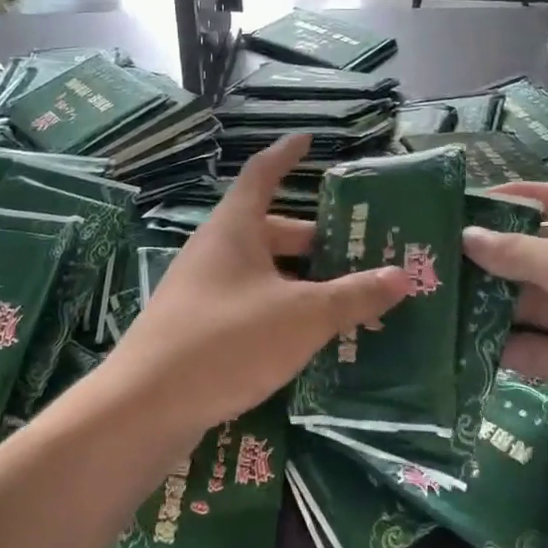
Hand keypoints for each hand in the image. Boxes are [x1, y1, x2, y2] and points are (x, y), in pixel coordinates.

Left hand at [113, 134, 410, 431]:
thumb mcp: (302, 316)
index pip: (262, 174)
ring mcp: (202, 291)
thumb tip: (402, 275)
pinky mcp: (197, 329)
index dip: (286, 155)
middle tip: (356, 250)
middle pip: (269, 231)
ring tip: (344, 297)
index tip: (308, 140)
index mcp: (234, 229)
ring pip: (261, 273)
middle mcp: (215, 251)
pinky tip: (306, 338)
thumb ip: (353, 295)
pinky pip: (249, 306)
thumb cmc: (228, 340)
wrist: (145, 407)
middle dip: (313, 239)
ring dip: (300, 281)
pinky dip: (280, 311)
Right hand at [462, 182, 547, 494]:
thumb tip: (468, 236)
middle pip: (546, 253)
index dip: (524, 197)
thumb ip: (520, 251)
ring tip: (445, 294)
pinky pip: (536, 347)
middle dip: (500, 253)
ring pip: (536, 303)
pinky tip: (466, 341)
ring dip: (496, 299)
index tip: (473, 203)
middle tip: (445, 253)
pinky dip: (506, 343)